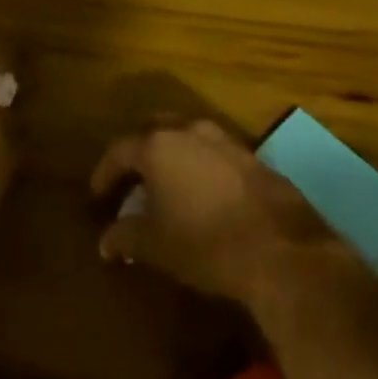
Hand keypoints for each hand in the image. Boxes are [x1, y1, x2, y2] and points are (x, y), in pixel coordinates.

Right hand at [90, 119, 350, 307]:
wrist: (280, 248)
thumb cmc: (206, 243)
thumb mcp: (157, 246)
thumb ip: (126, 237)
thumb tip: (105, 241)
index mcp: (158, 146)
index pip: (120, 150)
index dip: (105, 173)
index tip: (97, 194)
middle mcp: (189, 131)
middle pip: (153, 131)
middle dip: (138, 153)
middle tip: (131, 179)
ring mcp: (223, 139)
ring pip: (186, 137)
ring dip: (172, 156)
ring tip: (166, 184)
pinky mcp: (251, 155)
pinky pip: (213, 152)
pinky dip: (199, 165)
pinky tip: (202, 191)